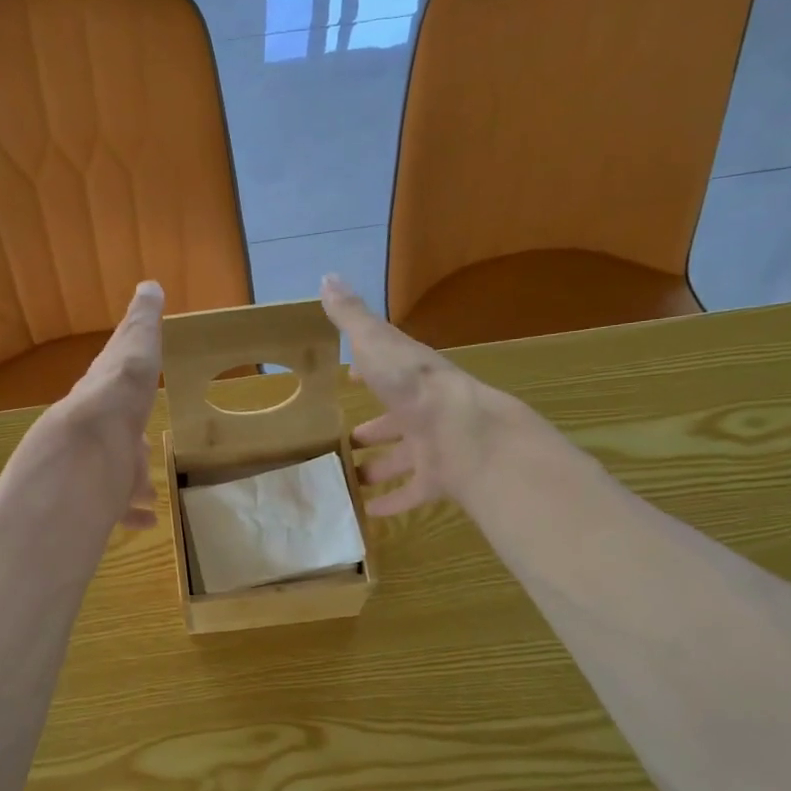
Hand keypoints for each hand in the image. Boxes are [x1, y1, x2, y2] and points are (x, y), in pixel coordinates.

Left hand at [48, 281, 164, 529]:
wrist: (86, 448)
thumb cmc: (119, 396)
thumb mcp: (137, 348)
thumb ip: (142, 322)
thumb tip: (149, 285)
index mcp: (104, 394)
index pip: (115, 387)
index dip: (126, 391)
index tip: (133, 399)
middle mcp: (95, 431)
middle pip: (115, 437)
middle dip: (128, 445)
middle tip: (143, 451)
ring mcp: (95, 466)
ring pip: (116, 475)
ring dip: (132, 483)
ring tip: (148, 493)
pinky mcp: (97, 498)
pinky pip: (117, 508)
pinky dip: (132, 513)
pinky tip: (146, 521)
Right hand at [321, 274, 521, 516]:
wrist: (463, 433)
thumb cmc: (414, 386)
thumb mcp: (377, 344)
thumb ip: (352, 318)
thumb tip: (327, 277)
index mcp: (410, 378)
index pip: (386, 371)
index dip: (367, 372)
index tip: (349, 377)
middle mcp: (423, 411)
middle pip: (394, 420)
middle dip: (373, 428)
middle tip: (346, 439)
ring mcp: (433, 447)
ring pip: (402, 458)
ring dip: (379, 467)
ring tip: (349, 478)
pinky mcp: (439, 479)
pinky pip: (412, 492)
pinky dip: (393, 502)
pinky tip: (370, 513)